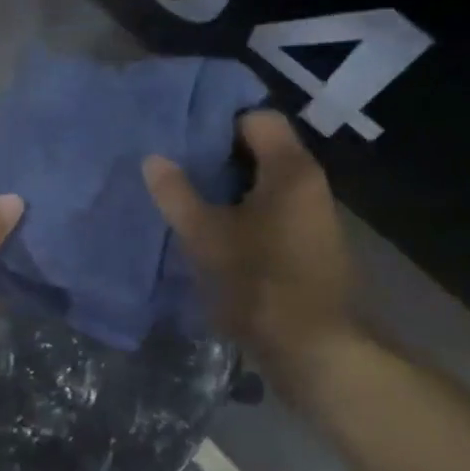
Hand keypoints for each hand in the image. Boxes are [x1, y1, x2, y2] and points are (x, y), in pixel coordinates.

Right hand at [144, 110, 359, 396]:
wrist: (316, 354)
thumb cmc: (260, 283)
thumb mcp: (206, 236)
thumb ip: (177, 193)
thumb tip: (153, 159)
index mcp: (290, 170)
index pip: (257, 117)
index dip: (219, 121)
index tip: (184, 136)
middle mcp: (309, 184)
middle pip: (261, 148)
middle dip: (217, 155)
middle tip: (176, 164)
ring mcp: (313, 217)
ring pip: (264, 182)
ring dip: (228, 187)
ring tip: (187, 195)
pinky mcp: (309, 246)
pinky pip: (272, 210)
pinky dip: (243, 212)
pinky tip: (213, 230)